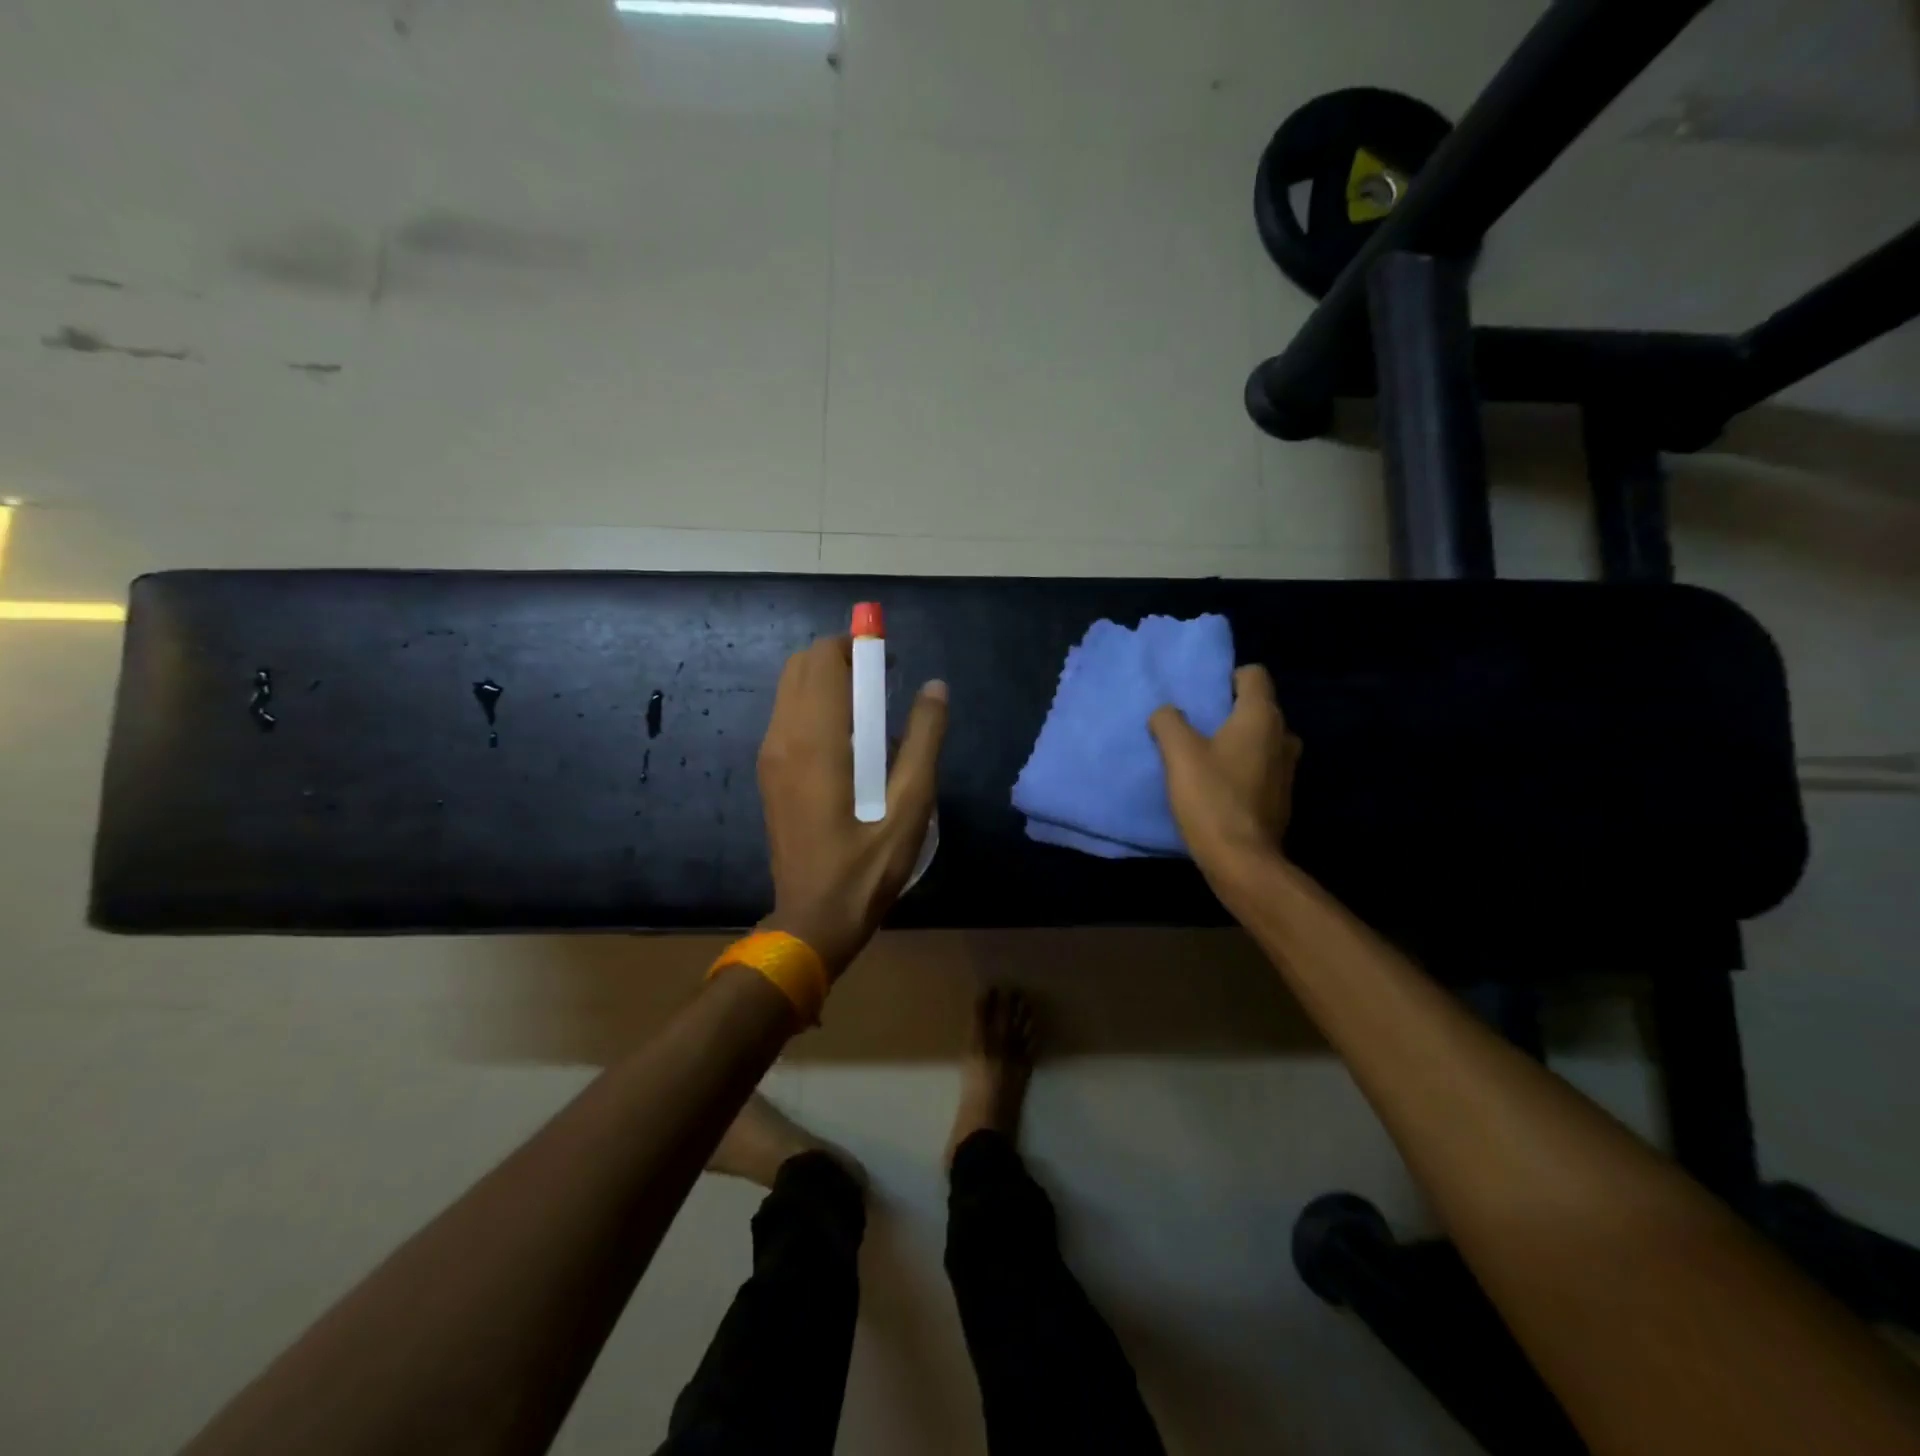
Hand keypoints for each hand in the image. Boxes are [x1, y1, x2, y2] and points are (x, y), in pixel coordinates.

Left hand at [757, 636, 947, 977]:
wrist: (813, 919)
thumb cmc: (867, 866)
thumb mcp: (911, 804)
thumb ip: (925, 738)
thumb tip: (935, 686)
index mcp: (815, 739)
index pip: (823, 659)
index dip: (858, 647)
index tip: (891, 665)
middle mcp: (782, 737)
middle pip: (802, 665)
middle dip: (843, 661)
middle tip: (884, 688)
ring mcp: (770, 755)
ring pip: (792, 689)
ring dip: (829, 684)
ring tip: (872, 718)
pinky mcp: (770, 773)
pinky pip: (789, 717)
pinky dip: (817, 708)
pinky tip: (851, 747)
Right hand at [1149, 665, 1299, 879]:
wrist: (1242, 860)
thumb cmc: (1211, 798)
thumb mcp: (1178, 754)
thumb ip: (1168, 722)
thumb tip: (1166, 712)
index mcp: (1261, 717)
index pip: (1254, 675)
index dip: (1228, 678)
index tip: (1203, 697)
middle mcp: (1283, 736)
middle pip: (1259, 707)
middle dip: (1230, 712)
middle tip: (1198, 727)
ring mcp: (1287, 768)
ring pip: (1262, 739)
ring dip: (1238, 742)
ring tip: (1206, 757)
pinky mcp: (1282, 796)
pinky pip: (1263, 767)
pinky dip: (1244, 768)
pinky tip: (1219, 786)